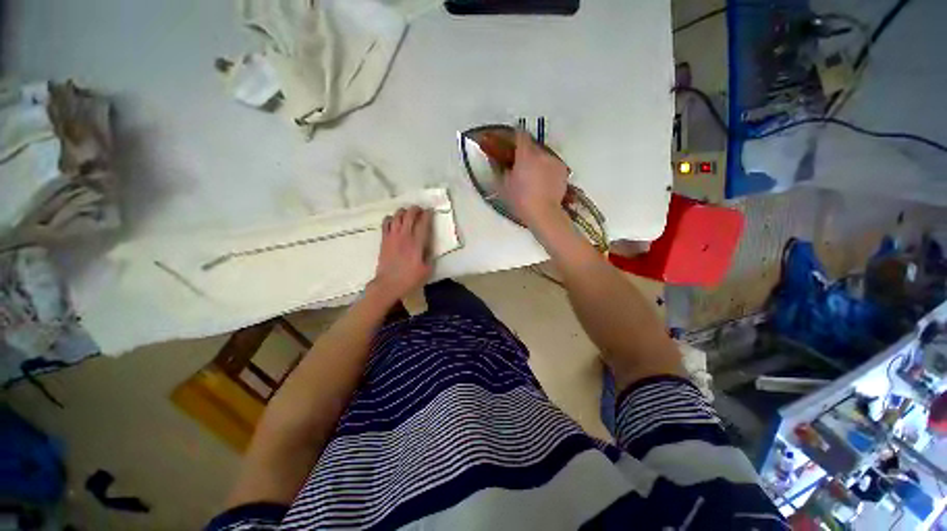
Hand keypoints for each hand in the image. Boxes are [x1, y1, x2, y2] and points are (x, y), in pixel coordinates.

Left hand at [368, 206, 433, 304]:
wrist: (388, 285)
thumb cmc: (410, 279)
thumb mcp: (427, 270)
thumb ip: (430, 256)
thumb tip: (429, 247)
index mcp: (417, 243)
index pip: (423, 223)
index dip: (428, 214)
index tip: (431, 211)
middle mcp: (404, 236)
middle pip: (409, 215)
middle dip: (416, 209)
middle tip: (420, 210)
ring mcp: (392, 236)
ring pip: (397, 216)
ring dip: (404, 212)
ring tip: (408, 214)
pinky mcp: (384, 239)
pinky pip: (386, 222)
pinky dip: (391, 218)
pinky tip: (395, 221)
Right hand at [502, 130, 568, 227]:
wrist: (543, 213)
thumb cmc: (520, 200)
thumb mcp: (504, 186)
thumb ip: (499, 169)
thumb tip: (495, 160)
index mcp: (525, 155)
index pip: (521, 134)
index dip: (516, 134)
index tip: (512, 139)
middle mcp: (541, 153)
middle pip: (533, 145)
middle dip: (526, 151)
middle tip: (521, 163)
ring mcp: (554, 161)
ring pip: (543, 155)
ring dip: (538, 160)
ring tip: (534, 175)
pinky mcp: (563, 170)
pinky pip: (552, 164)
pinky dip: (547, 168)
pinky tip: (544, 181)